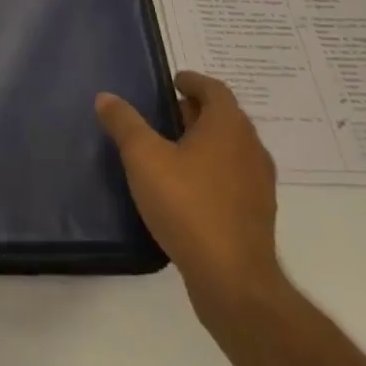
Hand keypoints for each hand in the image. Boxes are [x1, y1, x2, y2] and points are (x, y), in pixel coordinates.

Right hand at [96, 71, 283, 333]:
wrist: (234, 284)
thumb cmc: (188, 206)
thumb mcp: (143, 158)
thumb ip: (124, 123)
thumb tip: (106, 97)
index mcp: (228, 126)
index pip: (214, 89)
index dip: (192, 81)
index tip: (172, 83)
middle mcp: (251, 148)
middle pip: (224, 118)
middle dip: (196, 112)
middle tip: (166, 115)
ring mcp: (259, 185)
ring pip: (231, 150)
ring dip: (206, 144)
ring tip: (173, 151)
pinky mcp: (259, 218)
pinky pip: (235, 180)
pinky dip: (214, 173)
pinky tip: (189, 190)